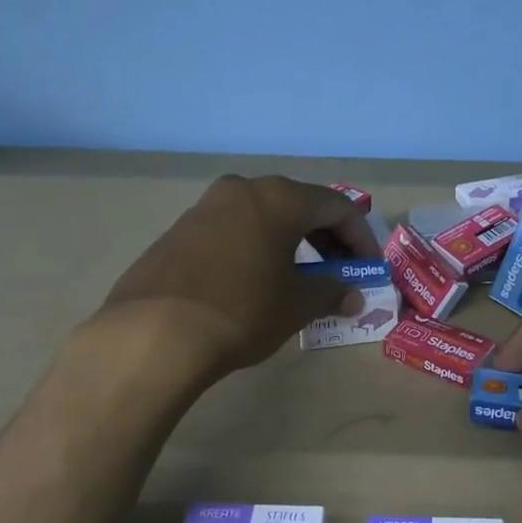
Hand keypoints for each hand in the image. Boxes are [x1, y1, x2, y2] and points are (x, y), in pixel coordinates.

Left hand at [97, 175, 379, 375]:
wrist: (153, 333)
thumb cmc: (241, 311)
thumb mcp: (296, 305)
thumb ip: (331, 293)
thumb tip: (352, 297)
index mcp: (279, 198)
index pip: (337, 207)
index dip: (361, 238)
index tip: (368, 268)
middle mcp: (242, 189)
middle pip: (299, 206)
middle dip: (327, 239)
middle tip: (339, 271)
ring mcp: (205, 207)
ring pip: (264, 217)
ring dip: (291, 243)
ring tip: (300, 279)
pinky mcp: (179, 231)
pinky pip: (233, 230)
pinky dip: (257, 248)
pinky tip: (256, 282)